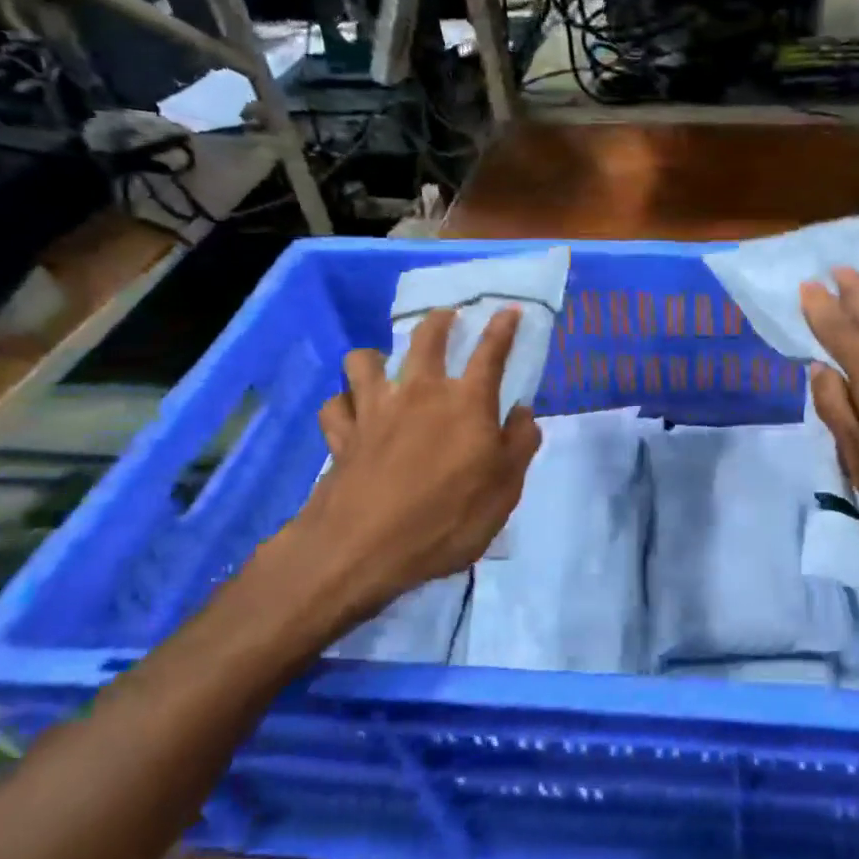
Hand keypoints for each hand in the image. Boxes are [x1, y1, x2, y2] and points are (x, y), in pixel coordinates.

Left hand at [244, 307, 541, 644]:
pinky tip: (352, 414)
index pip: (490, 352)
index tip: (508, 309)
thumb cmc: (447, 518)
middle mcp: (419, 393)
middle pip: (426, 338)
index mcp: (466, 402)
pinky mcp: (341, 435)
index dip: (502, 328)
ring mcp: (374, 410)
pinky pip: (335, 405)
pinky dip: (344, 405)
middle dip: (440, 321)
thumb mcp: (505, 490)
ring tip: (385, 367)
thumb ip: (519, 445)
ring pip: (363, 360)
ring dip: (375, 357)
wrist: (363, 549)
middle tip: (447, 318)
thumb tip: (522, 412)